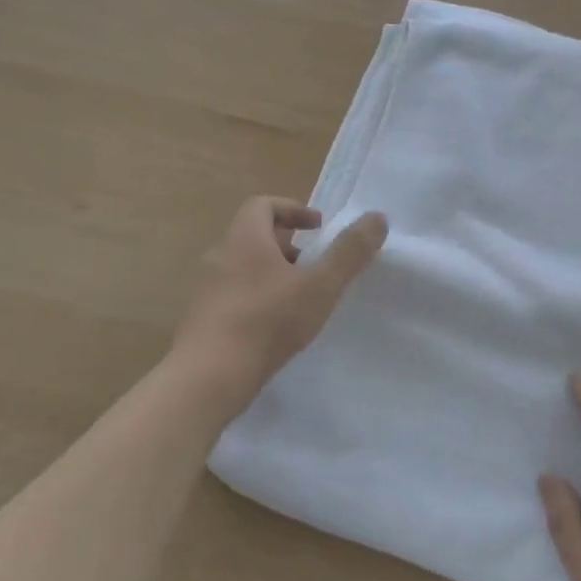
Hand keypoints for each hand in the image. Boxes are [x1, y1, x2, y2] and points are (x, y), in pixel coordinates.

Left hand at [175, 197, 386, 411]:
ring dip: (272, 273)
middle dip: (287, 245)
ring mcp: (207, 288)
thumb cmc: (269, 322)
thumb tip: (377, 218)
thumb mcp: (320, 286)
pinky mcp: (203, 318)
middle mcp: (220, 256)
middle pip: (253, 236)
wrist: (210, 375)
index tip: (318, 228)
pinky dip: (257, 298)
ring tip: (299, 298)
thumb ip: (350, 253)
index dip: (293, 210)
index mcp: (245, 239)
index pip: (263, 205)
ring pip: (244, 267)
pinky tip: (275, 326)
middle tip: (314, 265)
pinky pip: (233, 295)